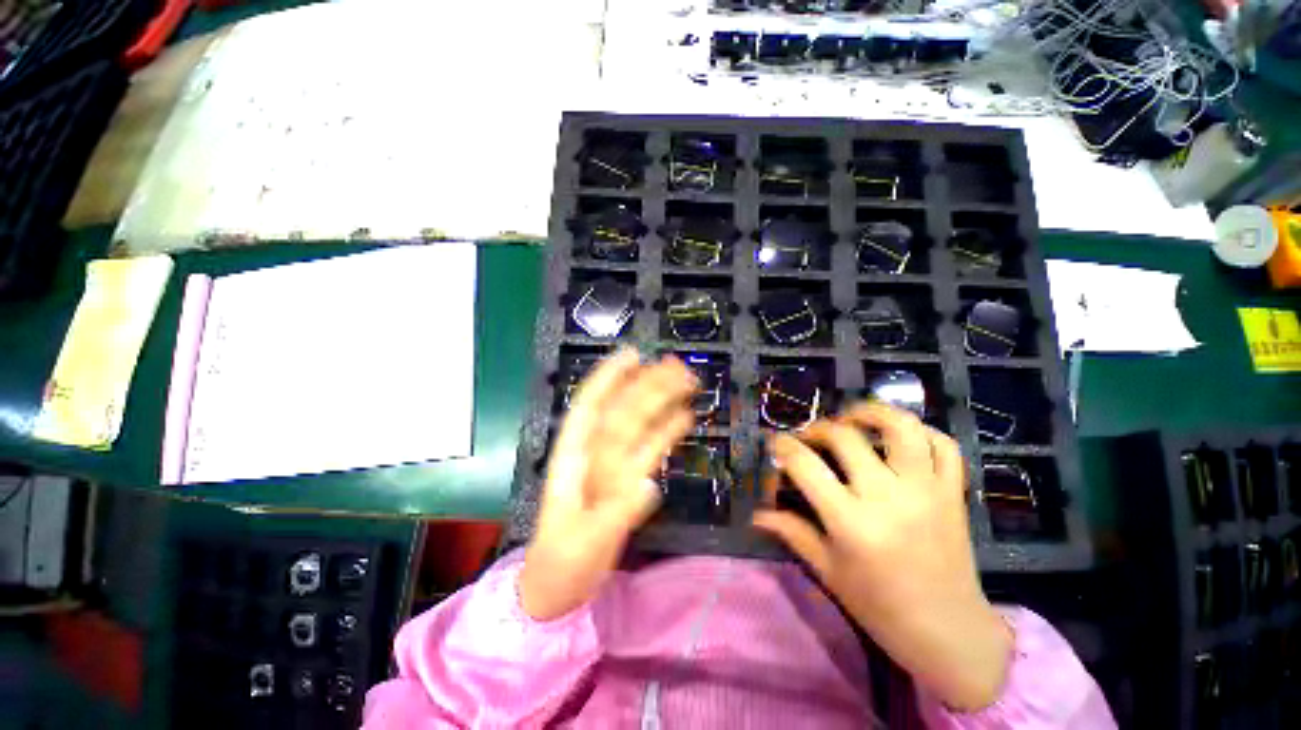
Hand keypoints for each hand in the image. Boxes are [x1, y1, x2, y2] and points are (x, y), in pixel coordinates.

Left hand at [519, 349, 696, 620]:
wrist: (559, 590)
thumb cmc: (560, 566)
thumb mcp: (582, 545)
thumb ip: (614, 515)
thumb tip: (648, 483)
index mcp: (573, 458)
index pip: (590, 407)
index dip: (609, 377)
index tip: (632, 354)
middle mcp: (594, 454)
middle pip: (623, 410)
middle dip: (647, 385)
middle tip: (678, 366)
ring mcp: (613, 466)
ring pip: (639, 425)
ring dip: (661, 403)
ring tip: (687, 382)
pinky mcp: (628, 481)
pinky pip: (650, 451)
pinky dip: (666, 432)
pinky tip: (685, 418)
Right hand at [753, 402, 1012, 711]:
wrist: (950, 633)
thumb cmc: (880, 607)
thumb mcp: (828, 571)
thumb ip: (792, 533)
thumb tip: (757, 514)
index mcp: (852, 523)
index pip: (805, 465)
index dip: (783, 446)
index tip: (775, 444)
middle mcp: (889, 498)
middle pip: (845, 437)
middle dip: (818, 429)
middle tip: (809, 438)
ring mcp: (926, 491)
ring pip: (901, 428)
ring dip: (871, 412)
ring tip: (853, 419)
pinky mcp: (953, 493)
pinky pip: (943, 445)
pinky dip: (922, 432)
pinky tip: (900, 438)